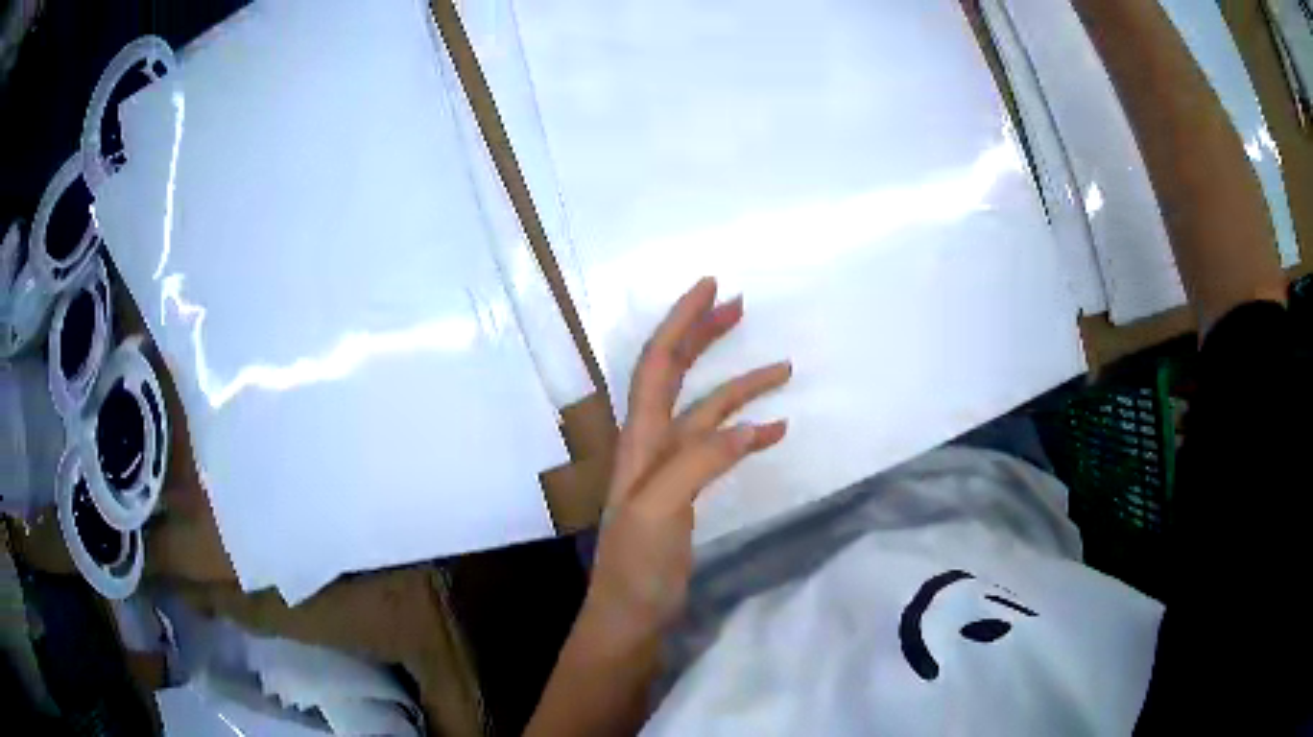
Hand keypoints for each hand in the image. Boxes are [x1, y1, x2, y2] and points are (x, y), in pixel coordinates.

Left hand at [581, 277, 790, 651]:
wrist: (631, 615)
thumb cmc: (636, 568)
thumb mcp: (658, 512)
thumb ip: (698, 463)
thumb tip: (750, 426)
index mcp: (639, 440)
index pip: (656, 364)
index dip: (681, 323)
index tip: (711, 287)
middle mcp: (651, 444)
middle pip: (675, 374)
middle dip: (703, 335)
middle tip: (740, 305)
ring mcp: (671, 468)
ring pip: (707, 410)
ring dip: (741, 385)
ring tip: (783, 368)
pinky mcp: (688, 491)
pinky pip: (720, 447)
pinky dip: (748, 431)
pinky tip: (776, 428)